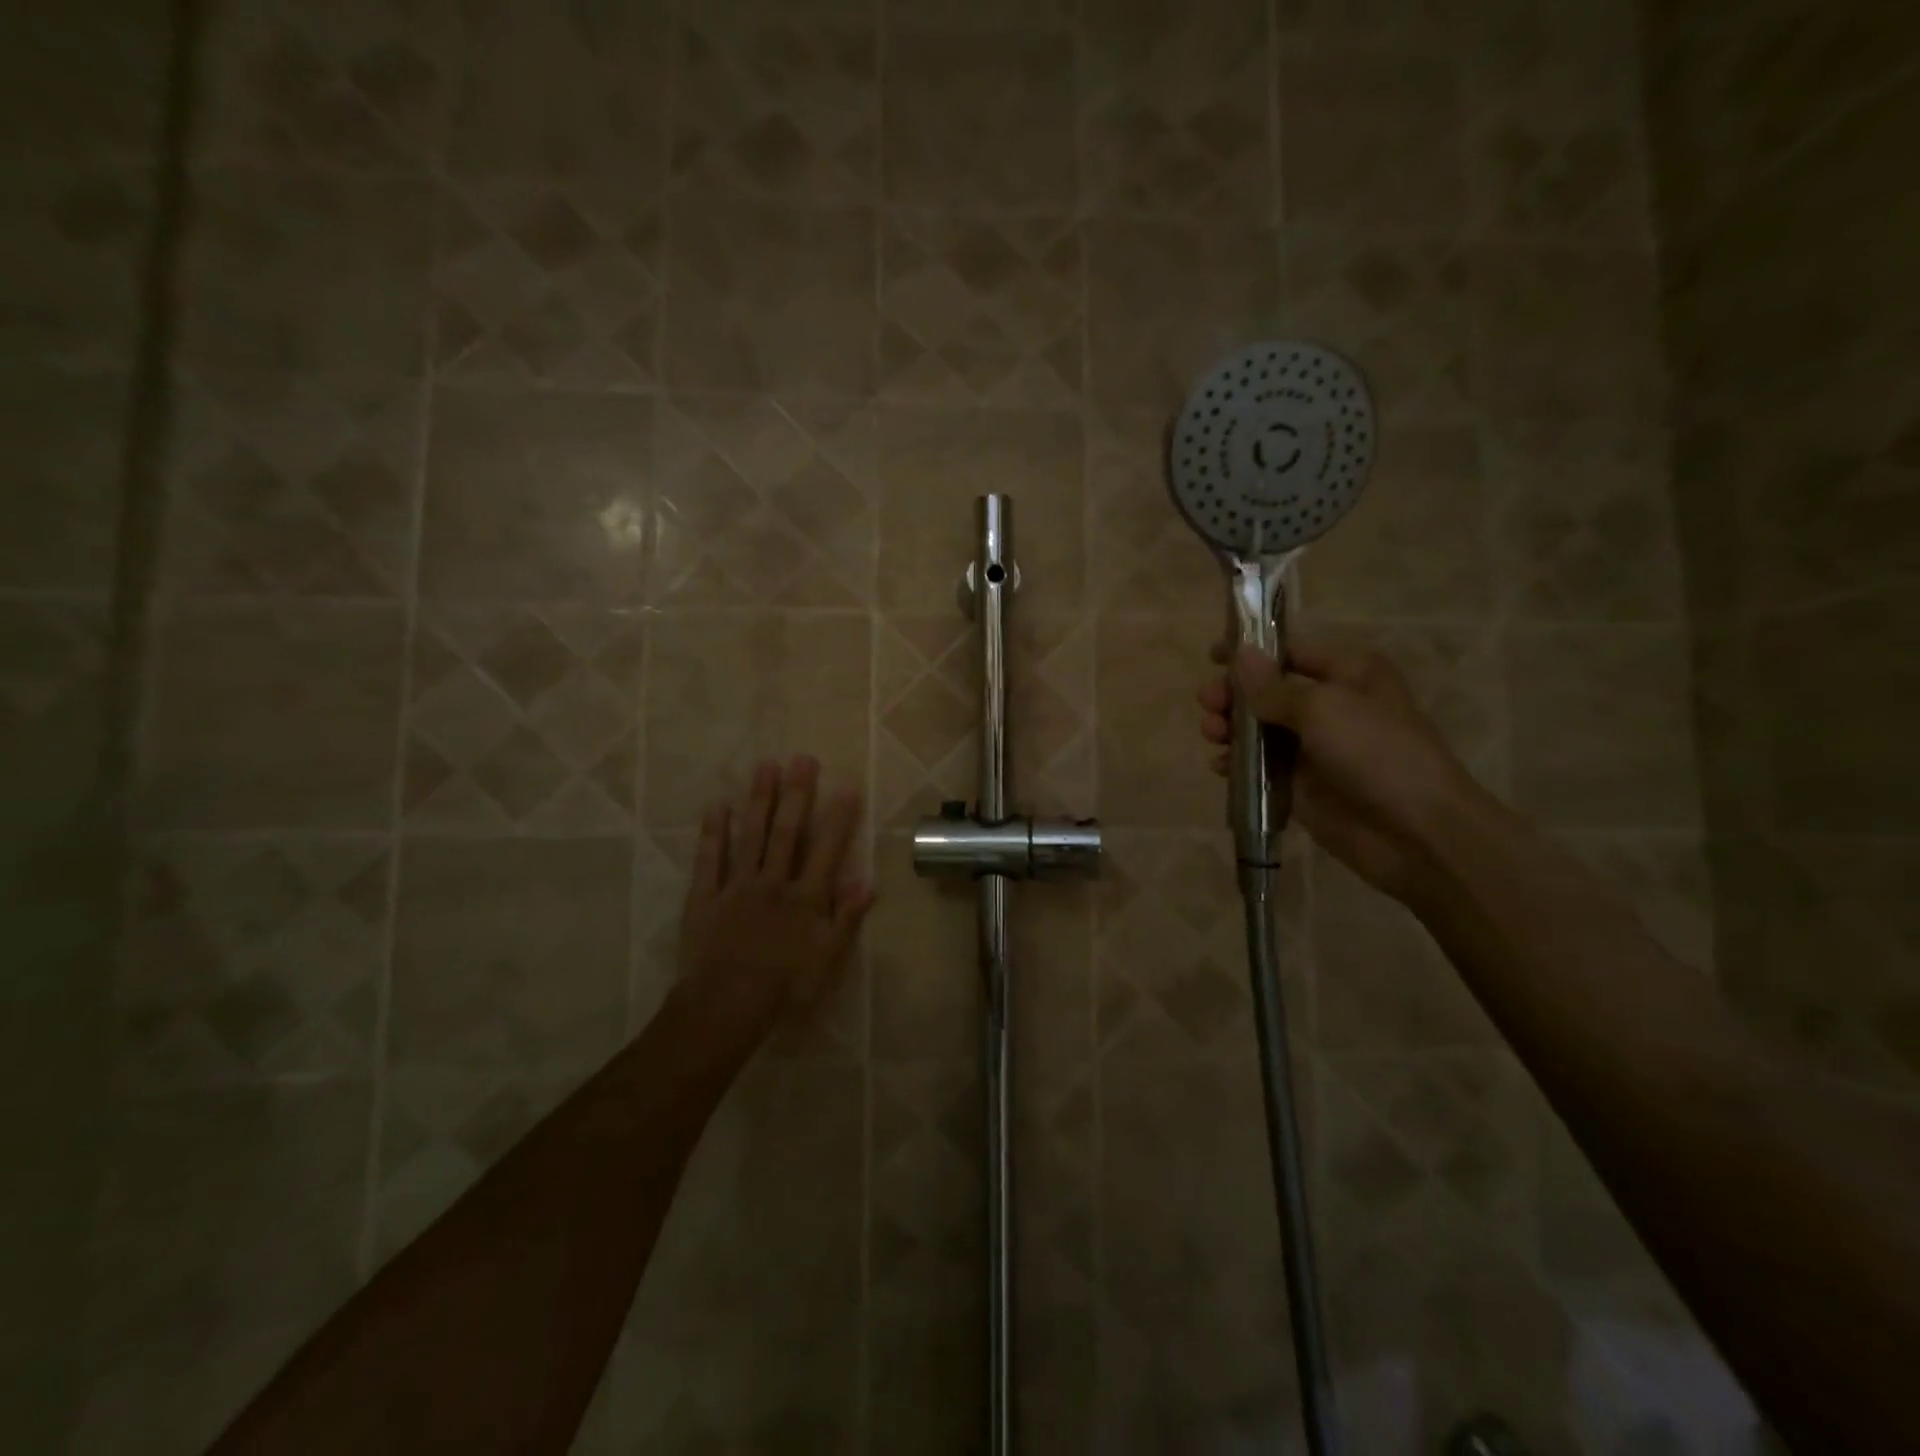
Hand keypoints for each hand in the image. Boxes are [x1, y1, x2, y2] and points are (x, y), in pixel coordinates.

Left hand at [675, 755, 874, 1052]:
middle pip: (787, 832)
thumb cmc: (785, 987)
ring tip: (765, 766)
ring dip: (759, 800)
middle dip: (797, 794)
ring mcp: (737, 886)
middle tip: (802, 759)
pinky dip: (713, 833)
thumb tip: (867, 881)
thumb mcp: (828, 959)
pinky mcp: (705, 898)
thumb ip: (847, 918)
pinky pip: (709, 860)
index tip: (846, 786)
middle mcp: (773, 882)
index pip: (826, 850)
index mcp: (805, 898)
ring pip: (750, 836)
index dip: (838, 818)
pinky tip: (718, 806)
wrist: (726, 1006)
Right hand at [1198, 639, 1491, 900]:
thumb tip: (1240, 653)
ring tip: (1212, 734)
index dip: (1250, 652)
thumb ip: (1273, 686)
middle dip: (1233, 694)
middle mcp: (1329, 705)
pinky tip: (1222, 767)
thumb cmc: (1376, 753)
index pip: (1289, 651)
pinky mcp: (1300, 785)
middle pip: (1267, 691)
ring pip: (1258, 730)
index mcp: (1347, 674)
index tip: (1212, 657)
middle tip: (1207, 703)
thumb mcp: (1323, 708)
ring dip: (1229, 728)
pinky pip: (1259, 768)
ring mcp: (1313, 748)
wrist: (1415, 831)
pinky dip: (1237, 765)